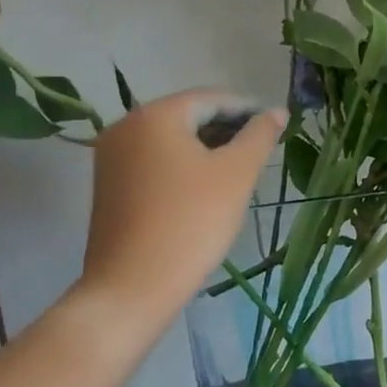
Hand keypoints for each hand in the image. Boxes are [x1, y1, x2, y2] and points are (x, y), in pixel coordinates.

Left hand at [79, 89, 286, 327]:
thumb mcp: (236, 174)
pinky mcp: (108, 185)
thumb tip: (277, 112)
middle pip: (187, 116)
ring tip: (238, 169)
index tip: (275, 125)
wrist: (132, 287)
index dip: (247, 109)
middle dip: (226, 129)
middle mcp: (126, 126)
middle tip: (260, 149)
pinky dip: (182, 165)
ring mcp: (111, 157)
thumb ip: (260, 136)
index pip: (211, 99)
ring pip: (170, 140)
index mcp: (155, 115)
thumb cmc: (191, 222)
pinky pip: (153, 161)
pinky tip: (205, 187)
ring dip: (205, 148)